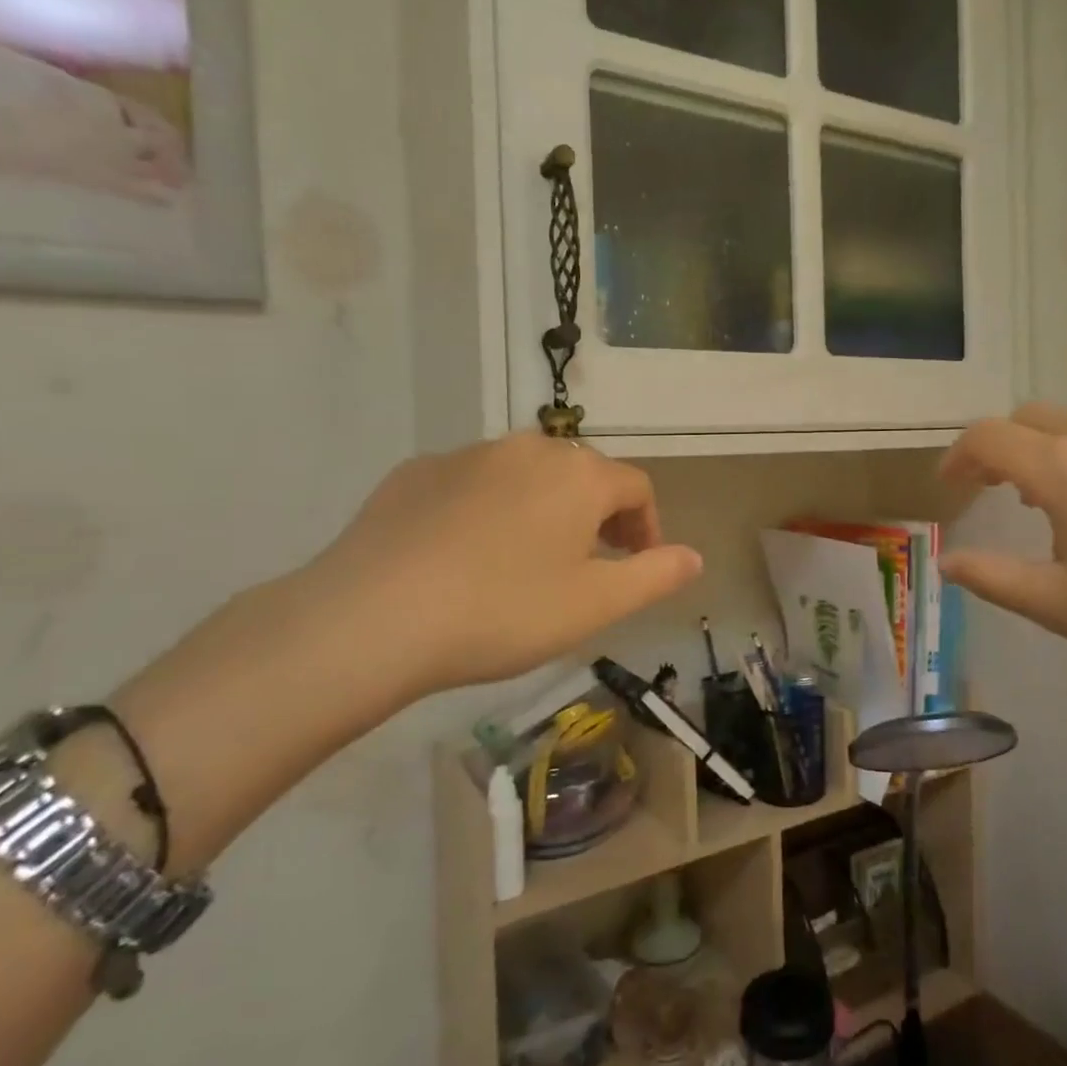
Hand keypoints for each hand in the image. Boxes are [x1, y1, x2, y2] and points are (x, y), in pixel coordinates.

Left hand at [302, 433, 702, 704]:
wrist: (372, 617)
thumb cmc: (503, 611)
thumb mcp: (596, 605)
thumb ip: (656, 576)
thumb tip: (695, 556)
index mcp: (578, 475)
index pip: (636, 487)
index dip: (648, 526)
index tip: (640, 565)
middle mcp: (528, 449)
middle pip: (582, 474)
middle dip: (598, 515)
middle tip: (589, 566)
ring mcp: (467, 455)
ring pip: (526, 475)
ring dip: (544, 509)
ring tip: (529, 560)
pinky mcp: (416, 472)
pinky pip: (472, 483)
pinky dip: (488, 509)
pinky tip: (467, 554)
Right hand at [939, 404, 1066, 699]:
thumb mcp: (1061, 606)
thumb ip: (993, 577)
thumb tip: (947, 560)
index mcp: (1065, 468)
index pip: (988, 437)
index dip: (958, 457)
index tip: (950, 488)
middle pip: (1033, 418)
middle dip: (1003, 447)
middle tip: (996, 491)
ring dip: (1055, 454)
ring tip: (1060, 505)